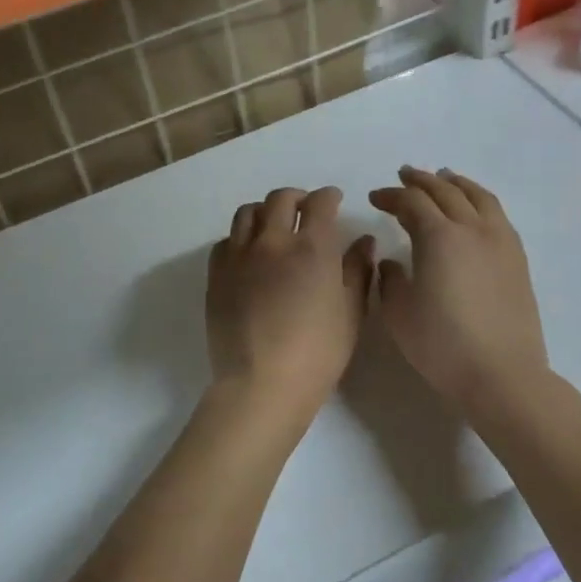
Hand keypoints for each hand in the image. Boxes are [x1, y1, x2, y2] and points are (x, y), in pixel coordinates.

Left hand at [207, 187, 374, 427]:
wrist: (261, 385)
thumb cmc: (317, 353)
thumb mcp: (351, 313)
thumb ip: (358, 271)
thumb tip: (364, 241)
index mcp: (311, 247)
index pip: (319, 203)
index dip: (328, 197)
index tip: (333, 200)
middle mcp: (272, 241)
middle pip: (280, 199)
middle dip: (296, 197)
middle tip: (304, 209)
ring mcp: (239, 256)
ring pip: (247, 213)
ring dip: (264, 211)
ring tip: (273, 226)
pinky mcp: (216, 275)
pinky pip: (225, 242)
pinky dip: (239, 238)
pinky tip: (248, 254)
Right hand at [368, 167, 550, 415]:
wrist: (503, 375)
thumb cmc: (443, 345)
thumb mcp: (399, 313)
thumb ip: (390, 279)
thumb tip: (394, 262)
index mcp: (439, 237)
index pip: (411, 202)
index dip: (391, 195)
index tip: (375, 198)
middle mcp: (471, 228)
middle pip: (444, 190)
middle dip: (420, 180)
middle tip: (403, 176)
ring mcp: (499, 241)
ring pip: (477, 196)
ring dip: (455, 182)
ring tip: (443, 177)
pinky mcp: (517, 258)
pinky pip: (496, 213)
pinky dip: (479, 199)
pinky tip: (473, 209)